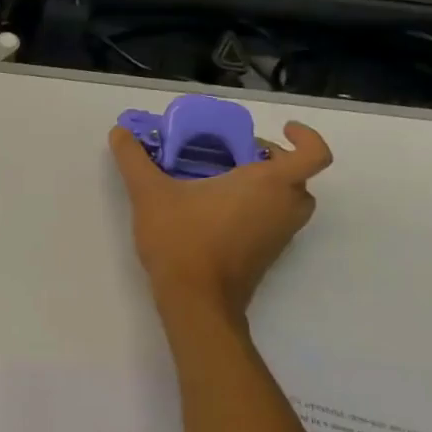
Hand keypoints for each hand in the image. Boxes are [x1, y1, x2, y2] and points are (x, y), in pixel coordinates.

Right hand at [108, 120, 332, 324]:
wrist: (195, 301)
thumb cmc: (182, 240)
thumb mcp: (150, 194)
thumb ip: (134, 160)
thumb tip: (118, 133)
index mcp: (269, 184)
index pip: (313, 154)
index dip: (306, 137)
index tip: (284, 129)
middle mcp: (284, 207)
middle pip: (298, 176)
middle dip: (274, 161)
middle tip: (238, 155)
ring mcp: (280, 235)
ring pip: (288, 201)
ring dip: (267, 187)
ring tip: (226, 182)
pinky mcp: (268, 256)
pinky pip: (274, 222)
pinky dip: (258, 210)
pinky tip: (217, 212)